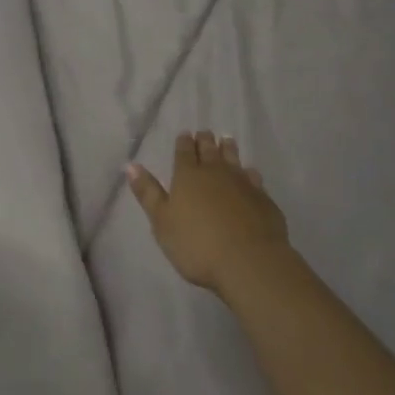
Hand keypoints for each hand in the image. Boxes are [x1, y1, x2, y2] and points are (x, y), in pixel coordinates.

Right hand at [125, 131, 289, 294]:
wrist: (248, 261)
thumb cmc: (196, 244)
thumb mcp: (162, 221)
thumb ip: (148, 193)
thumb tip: (130, 165)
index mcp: (188, 176)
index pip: (184, 152)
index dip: (183, 142)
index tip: (185, 134)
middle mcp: (216, 173)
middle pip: (210, 150)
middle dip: (205, 141)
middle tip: (205, 133)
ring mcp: (242, 184)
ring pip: (234, 159)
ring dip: (229, 149)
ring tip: (227, 140)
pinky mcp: (263, 199)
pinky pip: (254, 179)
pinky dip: (250, 173)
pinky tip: (251, 173)